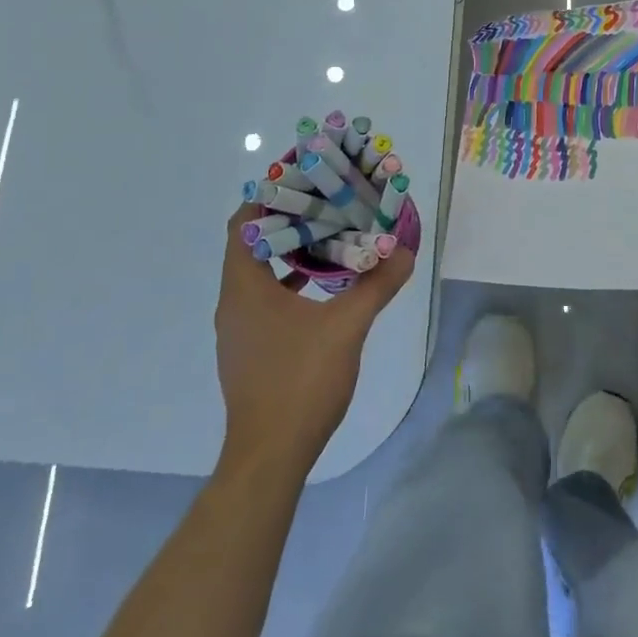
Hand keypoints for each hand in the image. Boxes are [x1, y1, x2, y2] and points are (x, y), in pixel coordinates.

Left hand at [214, 205, 414, 476]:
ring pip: (258, 274)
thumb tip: (404, 253)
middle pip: (252, 244)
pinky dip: (289, 282)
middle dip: (287, 220)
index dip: (269, 196)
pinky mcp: (249, 350)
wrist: (269, 457)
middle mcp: (233, 302)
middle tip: (325, 203)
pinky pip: (264, 299)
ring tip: (328, 236)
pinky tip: (322, 286)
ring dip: (289, 252)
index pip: (244, 223)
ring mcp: (238, 329)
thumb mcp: (346, 328)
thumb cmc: (300, 382)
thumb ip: (376, 286)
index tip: (302, 179)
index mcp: (244, 287)